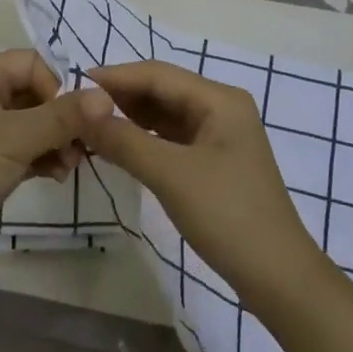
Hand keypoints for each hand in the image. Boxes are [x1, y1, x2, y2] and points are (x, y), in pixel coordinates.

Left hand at [0, 50, 110, 299]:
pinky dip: (42, 157)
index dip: (57, 86)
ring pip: (31, 123)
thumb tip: (106, 96)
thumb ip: (63, 116)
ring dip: (56, 140)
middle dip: (62, 118)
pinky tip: (57, 176)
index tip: (74, 119)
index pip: (30, 63)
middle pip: (33, 92)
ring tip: (70, 167)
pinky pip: (22, 148)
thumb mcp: (15, 139)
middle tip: (84, 148)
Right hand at [77, 61, 322, 296]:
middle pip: (162, 91)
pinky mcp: (215, 161)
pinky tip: (119, 147)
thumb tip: (82, 109)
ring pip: (165, 115)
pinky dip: (144, 139)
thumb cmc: (227, 215)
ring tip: (90, 126)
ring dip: (130, 119)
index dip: (115, 77)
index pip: (157, 74)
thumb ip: (124, 140)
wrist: (278, 277)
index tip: (73, 84)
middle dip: (121, 97)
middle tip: (76, 109)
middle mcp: (221, 107)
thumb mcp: (171, 175)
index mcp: (219, 99)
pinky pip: (172, 138)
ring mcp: (220, 135)